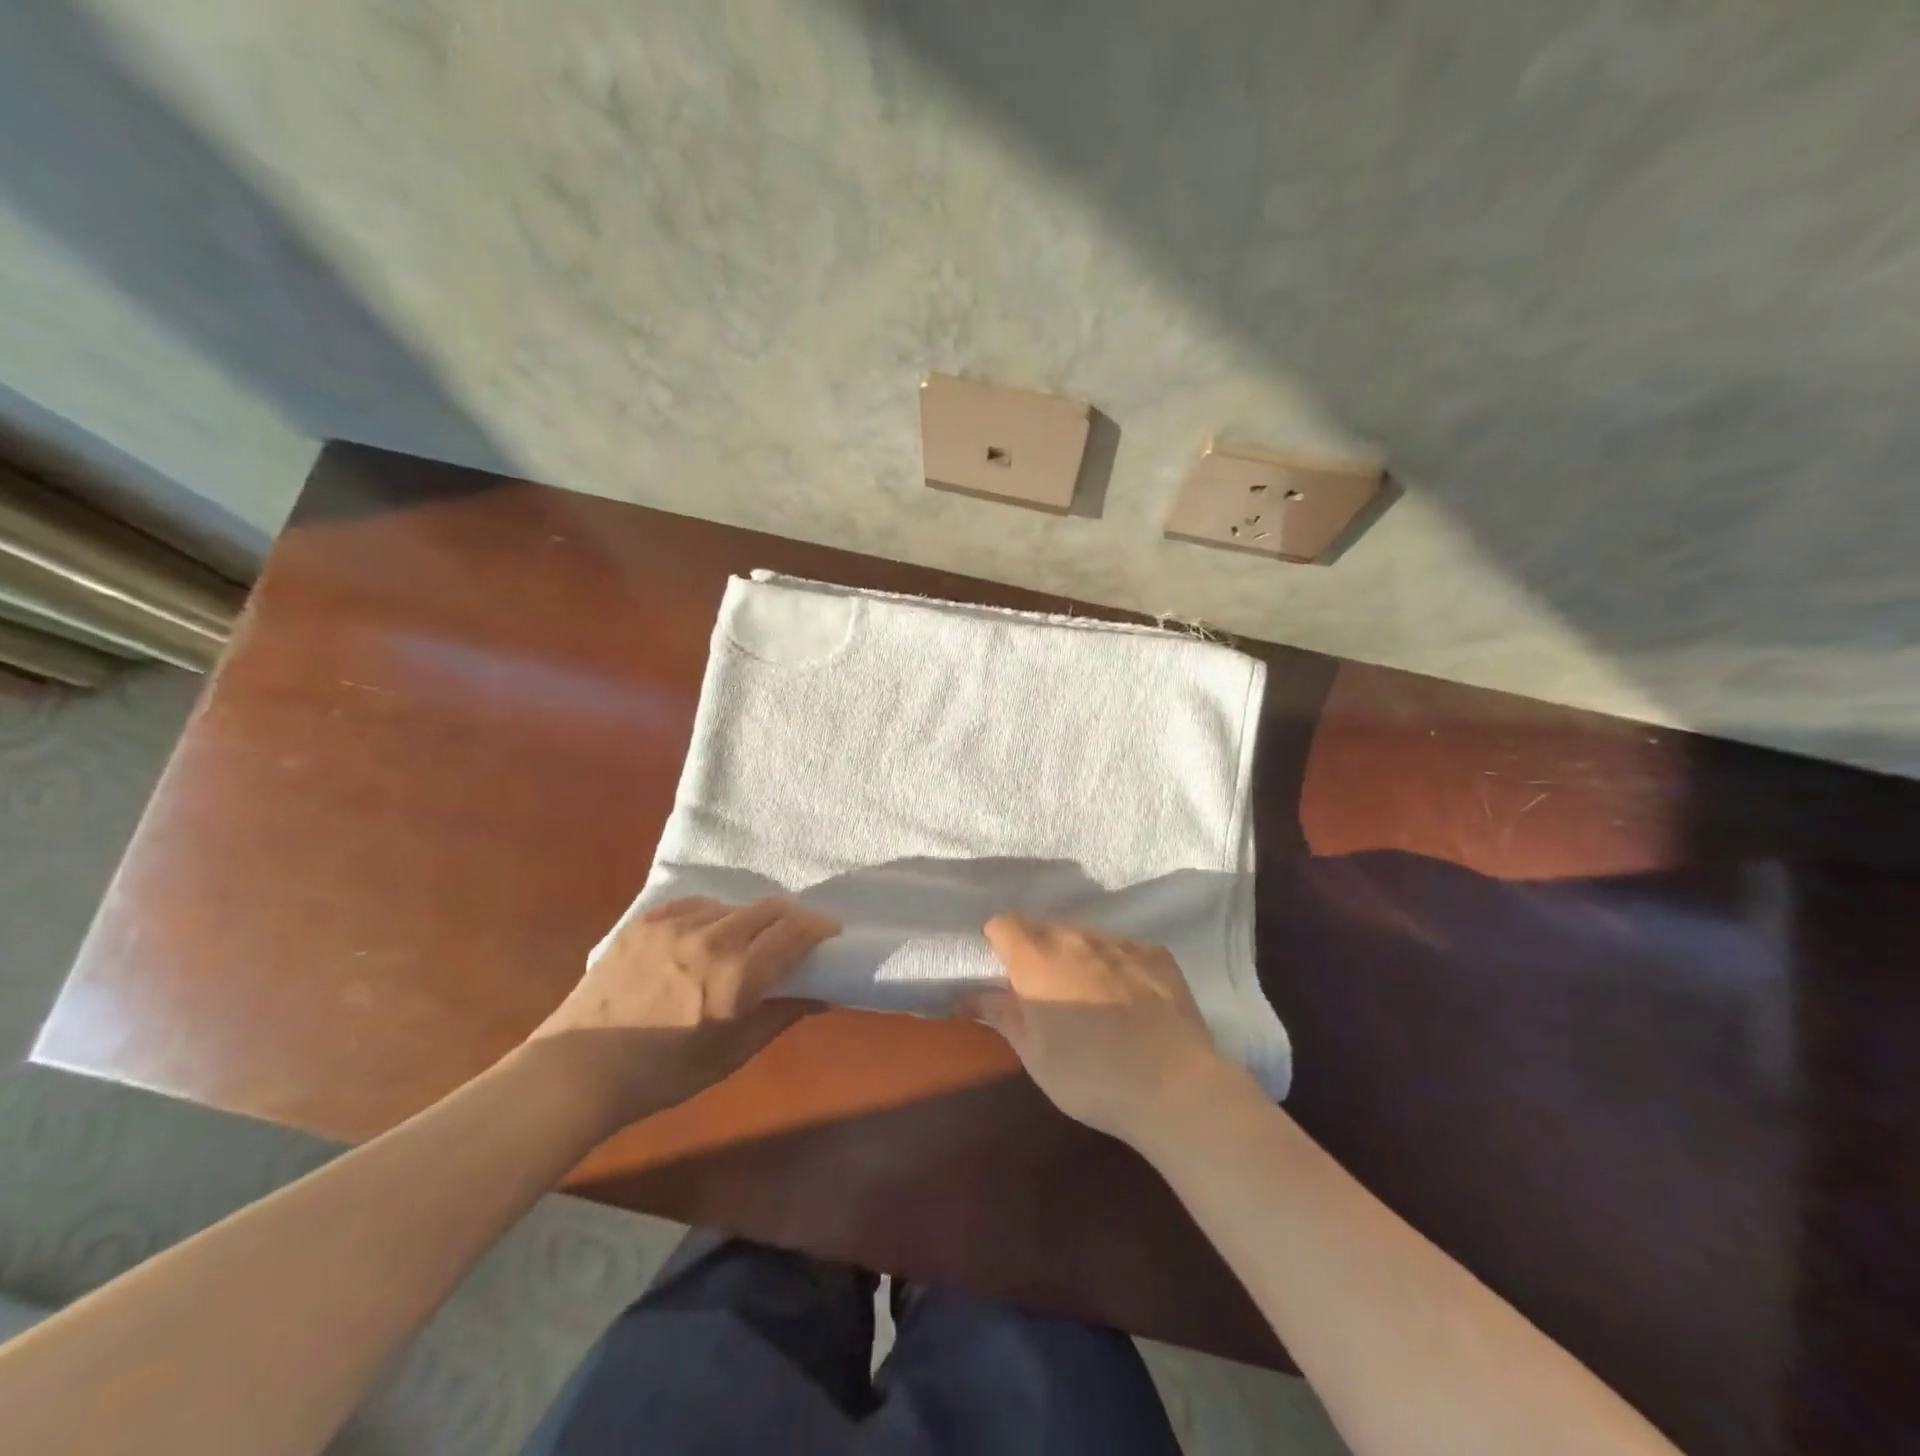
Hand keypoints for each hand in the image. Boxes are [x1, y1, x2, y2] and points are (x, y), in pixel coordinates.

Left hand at [529, 896, 839, 1121]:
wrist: (577, 1069)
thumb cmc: (662, 1074)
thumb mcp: (730, 1055)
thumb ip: (779, 1016)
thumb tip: (822, 994)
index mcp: (735, 977)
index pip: (794, 933)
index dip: (819, 927)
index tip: (831, 931)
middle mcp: (710, 940)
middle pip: (769, 909)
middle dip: (793, 917)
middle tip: (799, 932)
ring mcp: (675, 925)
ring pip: (733, 906)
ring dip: (751, 919)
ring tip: (746, 940)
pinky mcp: (647, 920)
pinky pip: (696, 904)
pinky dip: (713, 915)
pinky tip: (707, 934)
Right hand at [972, 915, 1240, 1144]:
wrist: (1175, 1088)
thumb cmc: (1091, 1077)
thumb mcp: (1035, 1056)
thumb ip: (1001, 1015)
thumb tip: (967, 996)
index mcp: (1038, 959)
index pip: (1003, 924)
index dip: (998, 942)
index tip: (1003, 971)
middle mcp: (1076, 937)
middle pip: (1044, 928)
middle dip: (1037, 951)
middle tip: (1044, 992)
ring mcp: (1120, 941)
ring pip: (1084, 936)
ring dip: (1076, 956)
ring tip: (1089, 997)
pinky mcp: (1156, 953)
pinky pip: (1122, 947)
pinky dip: (1114, 964)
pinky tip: (1128, 999)